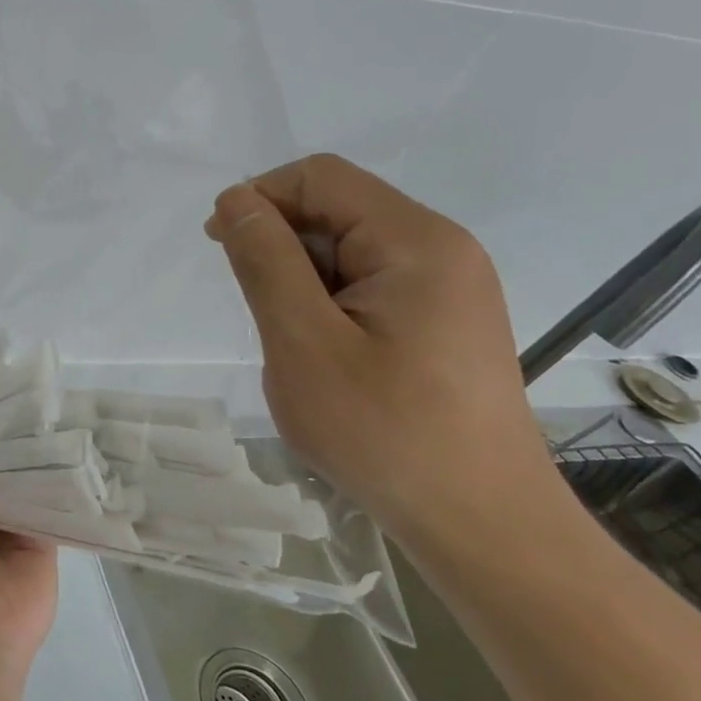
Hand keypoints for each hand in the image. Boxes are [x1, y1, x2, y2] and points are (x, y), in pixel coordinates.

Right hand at [204, 154, 564, 556]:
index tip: (220, 248)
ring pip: (350, 250)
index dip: (260, 198)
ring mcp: (449, 286)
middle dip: (282, 244)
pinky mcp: (445, 320)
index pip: (320, 177)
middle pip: (338, 209)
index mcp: (415, 241)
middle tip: (258, 311)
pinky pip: (370, 284)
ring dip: (303, 280)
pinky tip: (325, 354)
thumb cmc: (384, 431)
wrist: (481, 523)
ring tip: (294, 343)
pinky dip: (329, 303)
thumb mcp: (303, 342)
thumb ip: (265, 261)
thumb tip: (235, 200)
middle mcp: (441, 249)